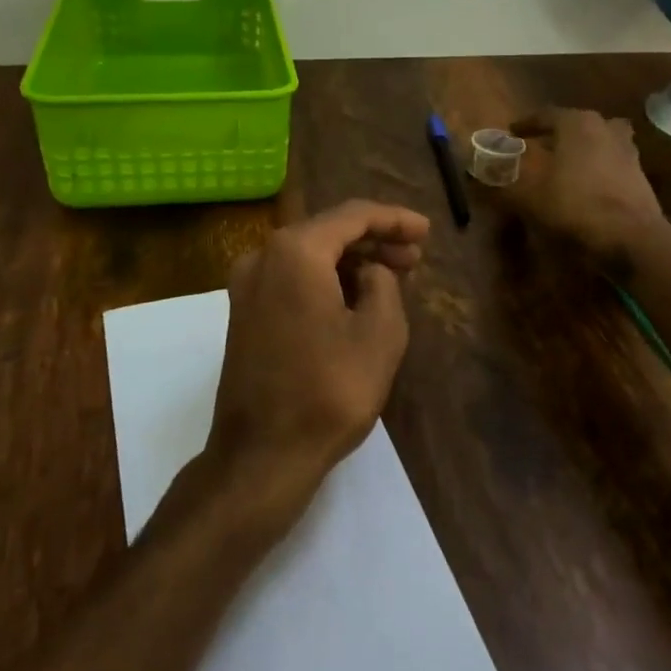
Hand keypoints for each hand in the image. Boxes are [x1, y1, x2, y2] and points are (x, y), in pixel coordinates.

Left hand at [206, 200, 430, 520]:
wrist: (262, 454)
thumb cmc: (329, 391)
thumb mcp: (379, 333)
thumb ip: (383, 284)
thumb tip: (370, 271)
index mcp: (295, 251)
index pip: (353, 216)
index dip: (394, 219)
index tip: (427, 231)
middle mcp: (263, 256)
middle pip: (327, 232)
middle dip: (374, 240)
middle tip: (415, 256)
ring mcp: (247, 285)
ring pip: (308, 255)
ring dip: (350, 261)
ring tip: (393, 275)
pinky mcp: (243, 312)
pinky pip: (292, 278)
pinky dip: (325, 279)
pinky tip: (356, 295)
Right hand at [504, 107, 667, 265]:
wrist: (630, 236)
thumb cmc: (574, 205)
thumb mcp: (529, 195)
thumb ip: (504, 179)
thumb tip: (479, 171)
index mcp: (577, 123)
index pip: (545, 114)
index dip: (525, 124)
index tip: (511, 132)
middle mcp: (604, 127)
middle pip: (574, 125)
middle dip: (553, 134)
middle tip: (536, 147)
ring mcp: (627, 149)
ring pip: (596, 141)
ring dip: (578, 149)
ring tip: (561, 165)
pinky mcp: (638, 173)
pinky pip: (609, 161)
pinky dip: (595, 166)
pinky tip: (583, 184)